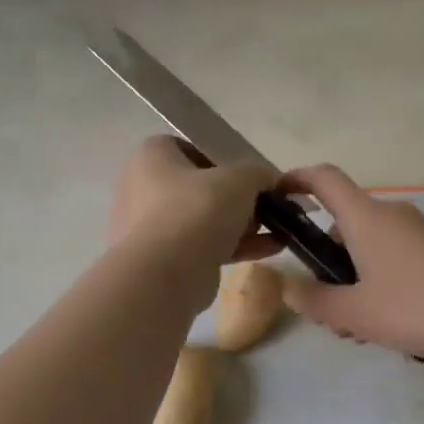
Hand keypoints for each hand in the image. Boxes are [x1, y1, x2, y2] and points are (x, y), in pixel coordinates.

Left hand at [108, 137, 279, 307]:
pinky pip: (204, 246)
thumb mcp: (239, 180)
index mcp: (152, 156)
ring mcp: (151, 227)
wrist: (165, 275)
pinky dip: (235, 246)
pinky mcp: (164, 260)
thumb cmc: (196, 210)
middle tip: (267, 205)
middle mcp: (144, 188)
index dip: (225, 160)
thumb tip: (270, 180)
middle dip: (239, 199)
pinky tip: (271, 249)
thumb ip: (258, 173)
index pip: (192, 148)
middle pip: (202, 187)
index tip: (250, 176)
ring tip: (279, 229)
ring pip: (205, 220)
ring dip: (242, 225)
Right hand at [276, 164, 423, 358]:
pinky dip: (380, 282)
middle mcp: (392, 214)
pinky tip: (389, 323)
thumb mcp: (353, 313)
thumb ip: (312, 300)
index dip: (296, 179)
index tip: (278, 195)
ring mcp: (419, 231)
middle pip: (345, 226)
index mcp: (365, 218)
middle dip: (327, 264)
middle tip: (325, 309)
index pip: (324, 179)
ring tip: (358, 328)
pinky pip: (395, 258)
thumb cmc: (413, 307)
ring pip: (370, 248)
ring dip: (354, 281)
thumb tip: (287, 288)